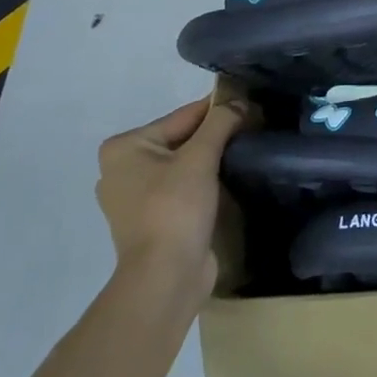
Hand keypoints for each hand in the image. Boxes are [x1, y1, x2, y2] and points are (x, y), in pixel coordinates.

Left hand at [95, 98, 248, 291]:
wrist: (166, 276)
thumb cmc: (175, 209)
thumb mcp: (200, 158)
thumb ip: (221, 122)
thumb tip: (240, 101)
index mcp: (124, 148)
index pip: (182, 117)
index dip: (219, 112)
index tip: (252, 106)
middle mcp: (122, 168)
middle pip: (182, 139)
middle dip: (216, 137)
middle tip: (254, 130)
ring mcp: (134, 197)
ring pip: (183, 164)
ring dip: (211, 161)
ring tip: (246, 154)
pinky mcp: (151, 219)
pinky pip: (182, 188)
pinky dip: (203, 183)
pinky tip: (228, 181)